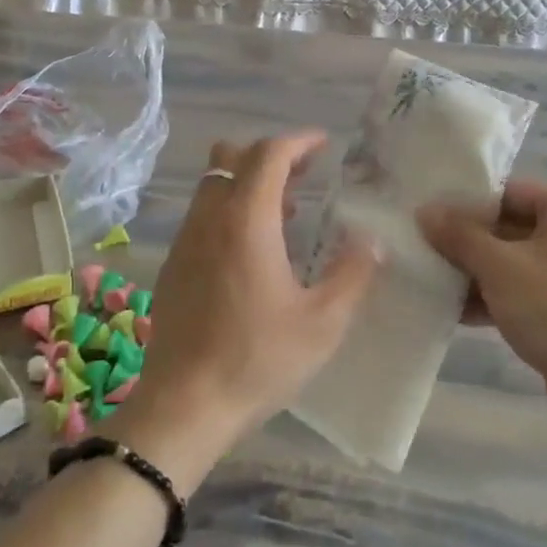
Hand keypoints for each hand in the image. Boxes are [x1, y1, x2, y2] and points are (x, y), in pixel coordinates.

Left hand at [115, 131, 380, 489]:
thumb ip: (354, 273)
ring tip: (286, 213)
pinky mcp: (173, 264)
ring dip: (248, 183)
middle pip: (231, 156)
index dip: (299, 141)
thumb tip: (373, 240)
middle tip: (305, 176)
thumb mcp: (323, 322)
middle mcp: (210, 218)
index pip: (269, 154)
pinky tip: (253, 251)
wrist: (184, 404)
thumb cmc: (258, 359)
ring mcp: (185, 240)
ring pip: (213, 185)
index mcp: (246, 220)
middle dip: (270, 154)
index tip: (323, 145)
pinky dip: (230, 210)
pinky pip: (203, 215)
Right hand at [416, 181, 546, 429]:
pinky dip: (497, 297)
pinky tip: (456, 313)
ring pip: (516, 261)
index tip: (427, 222)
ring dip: (477, 274)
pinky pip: (528, 288)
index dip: (464, 207)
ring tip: (433, 285)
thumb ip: (459, 235)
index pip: (507, 193)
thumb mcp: (499, 267)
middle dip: (467, 245)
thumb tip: (424, 211)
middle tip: (424, 254)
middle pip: (510, 227)